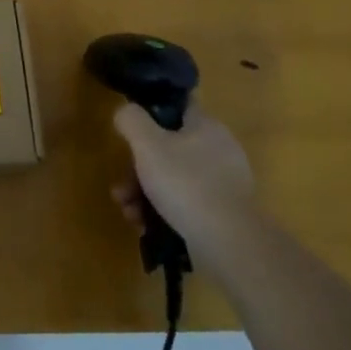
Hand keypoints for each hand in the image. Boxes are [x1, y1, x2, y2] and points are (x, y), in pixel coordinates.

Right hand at [110, 100, 256, 260]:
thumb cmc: (185, 183)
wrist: (229, 243)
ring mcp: (224, 183)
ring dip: (145, 193)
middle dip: (138, 169)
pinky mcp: (224, 213)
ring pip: (174, 179)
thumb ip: (131, 120)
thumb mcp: (147, 144)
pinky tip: (145, 226)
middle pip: (168, 149)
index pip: (177, 107)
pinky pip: (186, 203)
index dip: (151, 114)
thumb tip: (125, 112)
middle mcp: (219, 150)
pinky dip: (163, 211)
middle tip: (121, 188)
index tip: (130, 131)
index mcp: (206, 126)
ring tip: (129, 212)